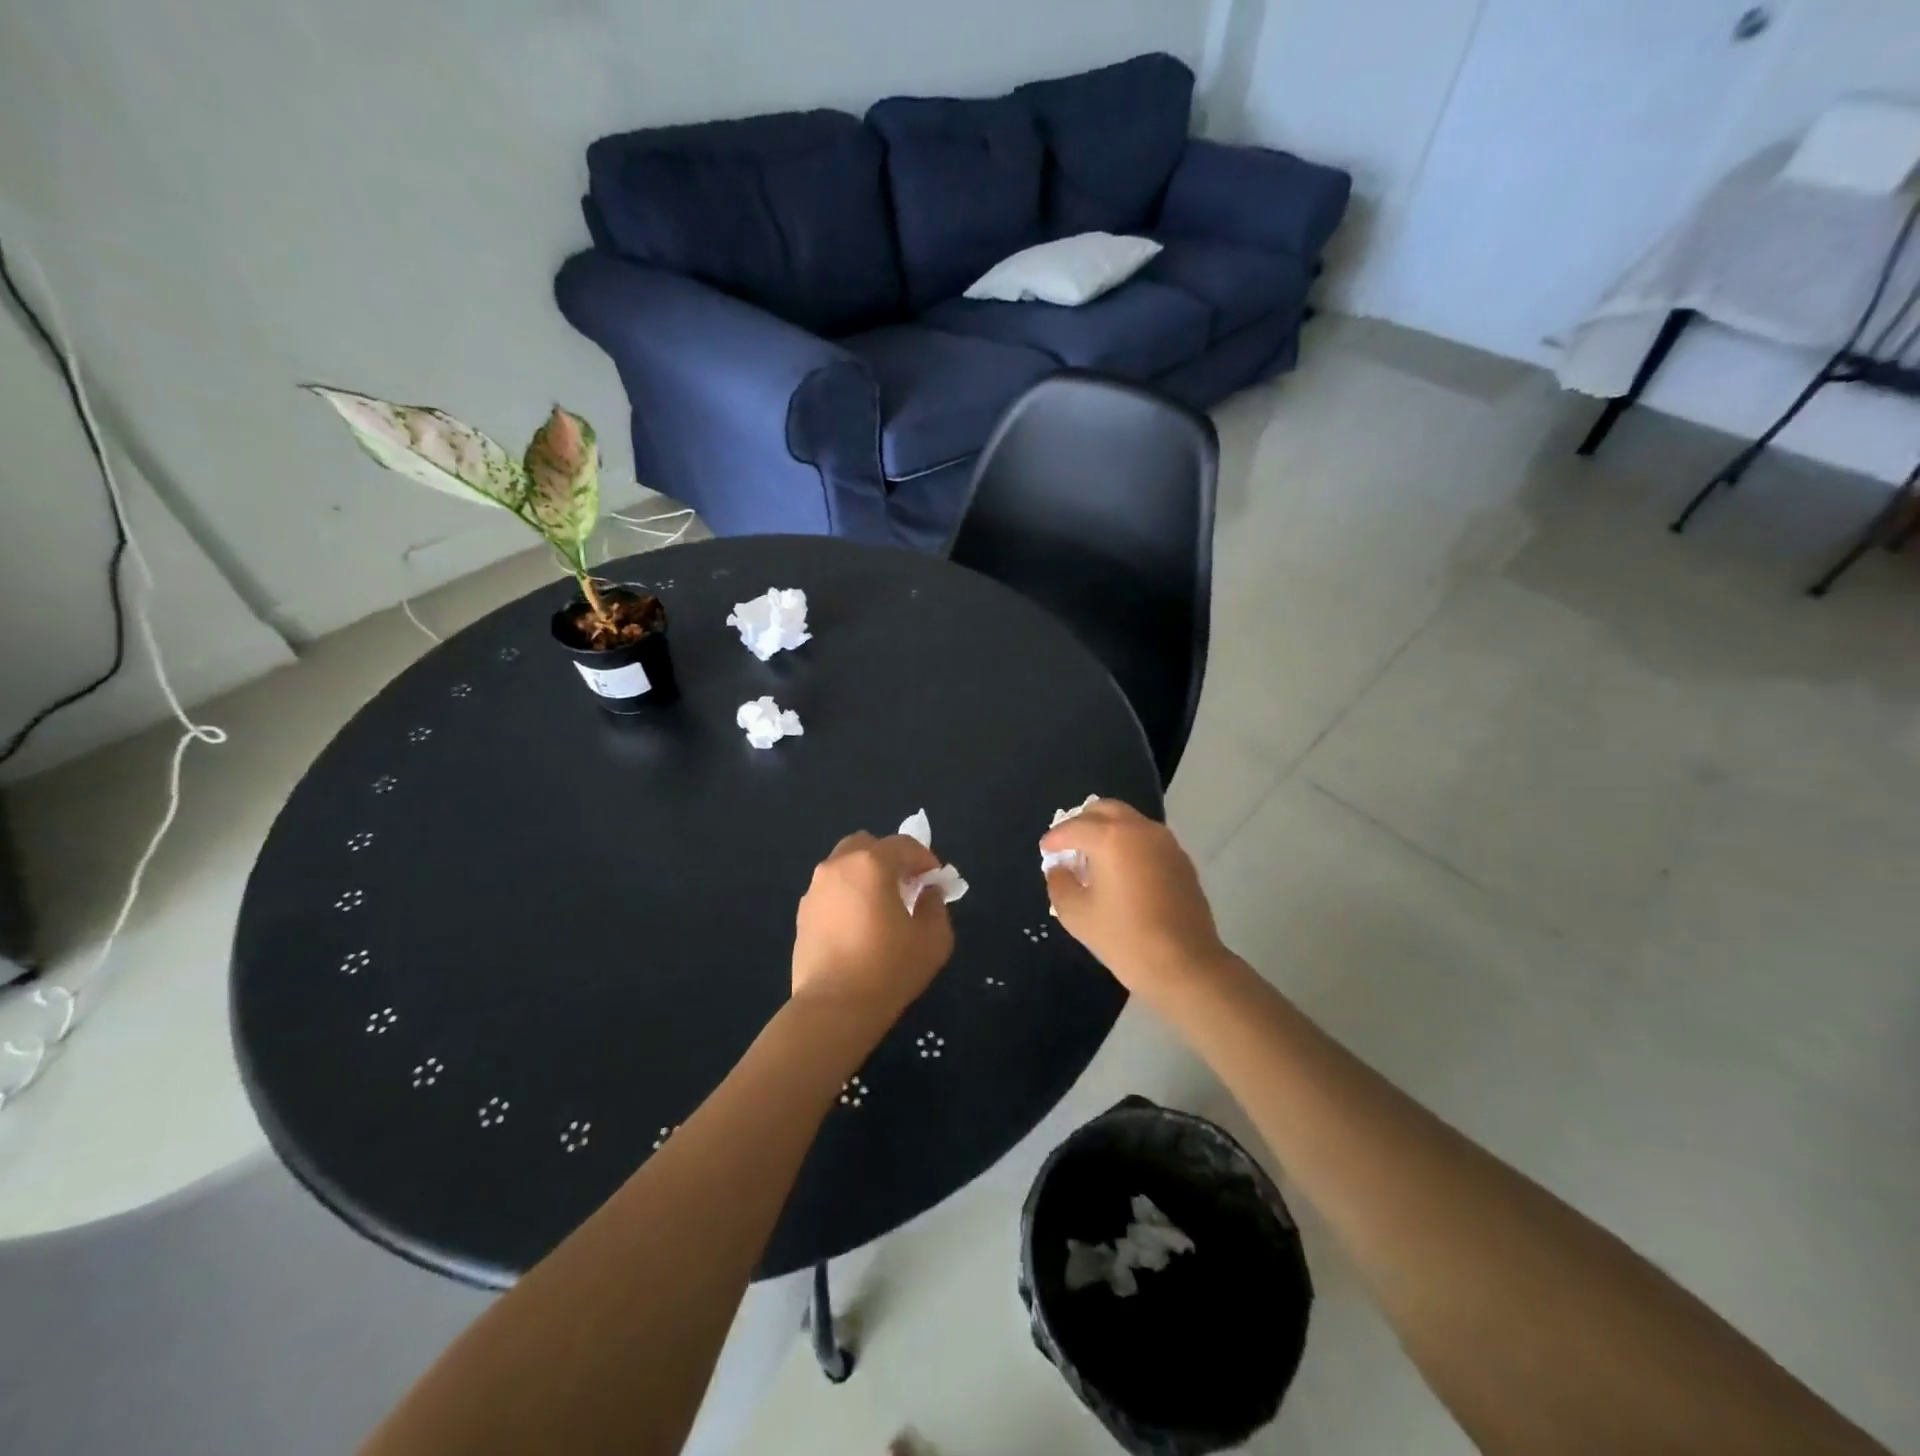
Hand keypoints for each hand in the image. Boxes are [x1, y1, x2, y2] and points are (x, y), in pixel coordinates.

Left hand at [791, 832, 954, 1022]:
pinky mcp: (803, 913)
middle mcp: (838, 866)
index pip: (904, 844)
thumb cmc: (888, 969)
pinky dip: (847, 896)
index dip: (925, 859)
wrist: (833, 1008)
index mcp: (871, 864)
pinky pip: (831, 890)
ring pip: (844, 866)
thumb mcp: (933, 939)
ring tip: (880, 908)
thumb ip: (936, 905)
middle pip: (867, 845)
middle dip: (890, 859)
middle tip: (905, 887)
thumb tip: (927, 892)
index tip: (935, 882)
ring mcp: (815, 889)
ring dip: (865, 876)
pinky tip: (858, 928)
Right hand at [1041, 799, 1229, 1004]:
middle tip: (1069, 846)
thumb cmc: (1124, 938)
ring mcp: (1165, 842)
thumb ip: (1059, 883)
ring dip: (1107, 831)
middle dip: (1082, 823)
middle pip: (1104, 810)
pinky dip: (1129, 844)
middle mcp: (1139, 829)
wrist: (1184, 964)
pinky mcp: (1180, 859)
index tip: (1046, 851)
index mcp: (1111, 837)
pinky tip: (1121, 871)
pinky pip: (1147, 839)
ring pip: (1129, 821)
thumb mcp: (1076, 914)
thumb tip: (1059, 868)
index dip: (1054, 838)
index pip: (1073, 827)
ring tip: (1094, 859)